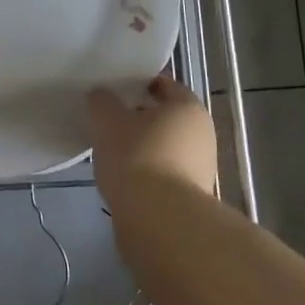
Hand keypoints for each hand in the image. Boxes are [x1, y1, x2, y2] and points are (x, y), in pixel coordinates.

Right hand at [87, 75, 217, 213]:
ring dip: (142, 146)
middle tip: (109, 120)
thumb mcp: (108, 120)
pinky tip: (123, 177)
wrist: (159, 221)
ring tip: (111, 151)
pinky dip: (146, 171)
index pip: (163, 84)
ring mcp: (201, 168)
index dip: (138, 83)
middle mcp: (202, 134)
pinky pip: (163, 172)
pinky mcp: (191, 197)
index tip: (114, 90)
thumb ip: (102, 101)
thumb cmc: (137, 157)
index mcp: (189, 107)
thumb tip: (102, 96)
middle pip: (165, 117)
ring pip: (164, 146)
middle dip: (138, 117)